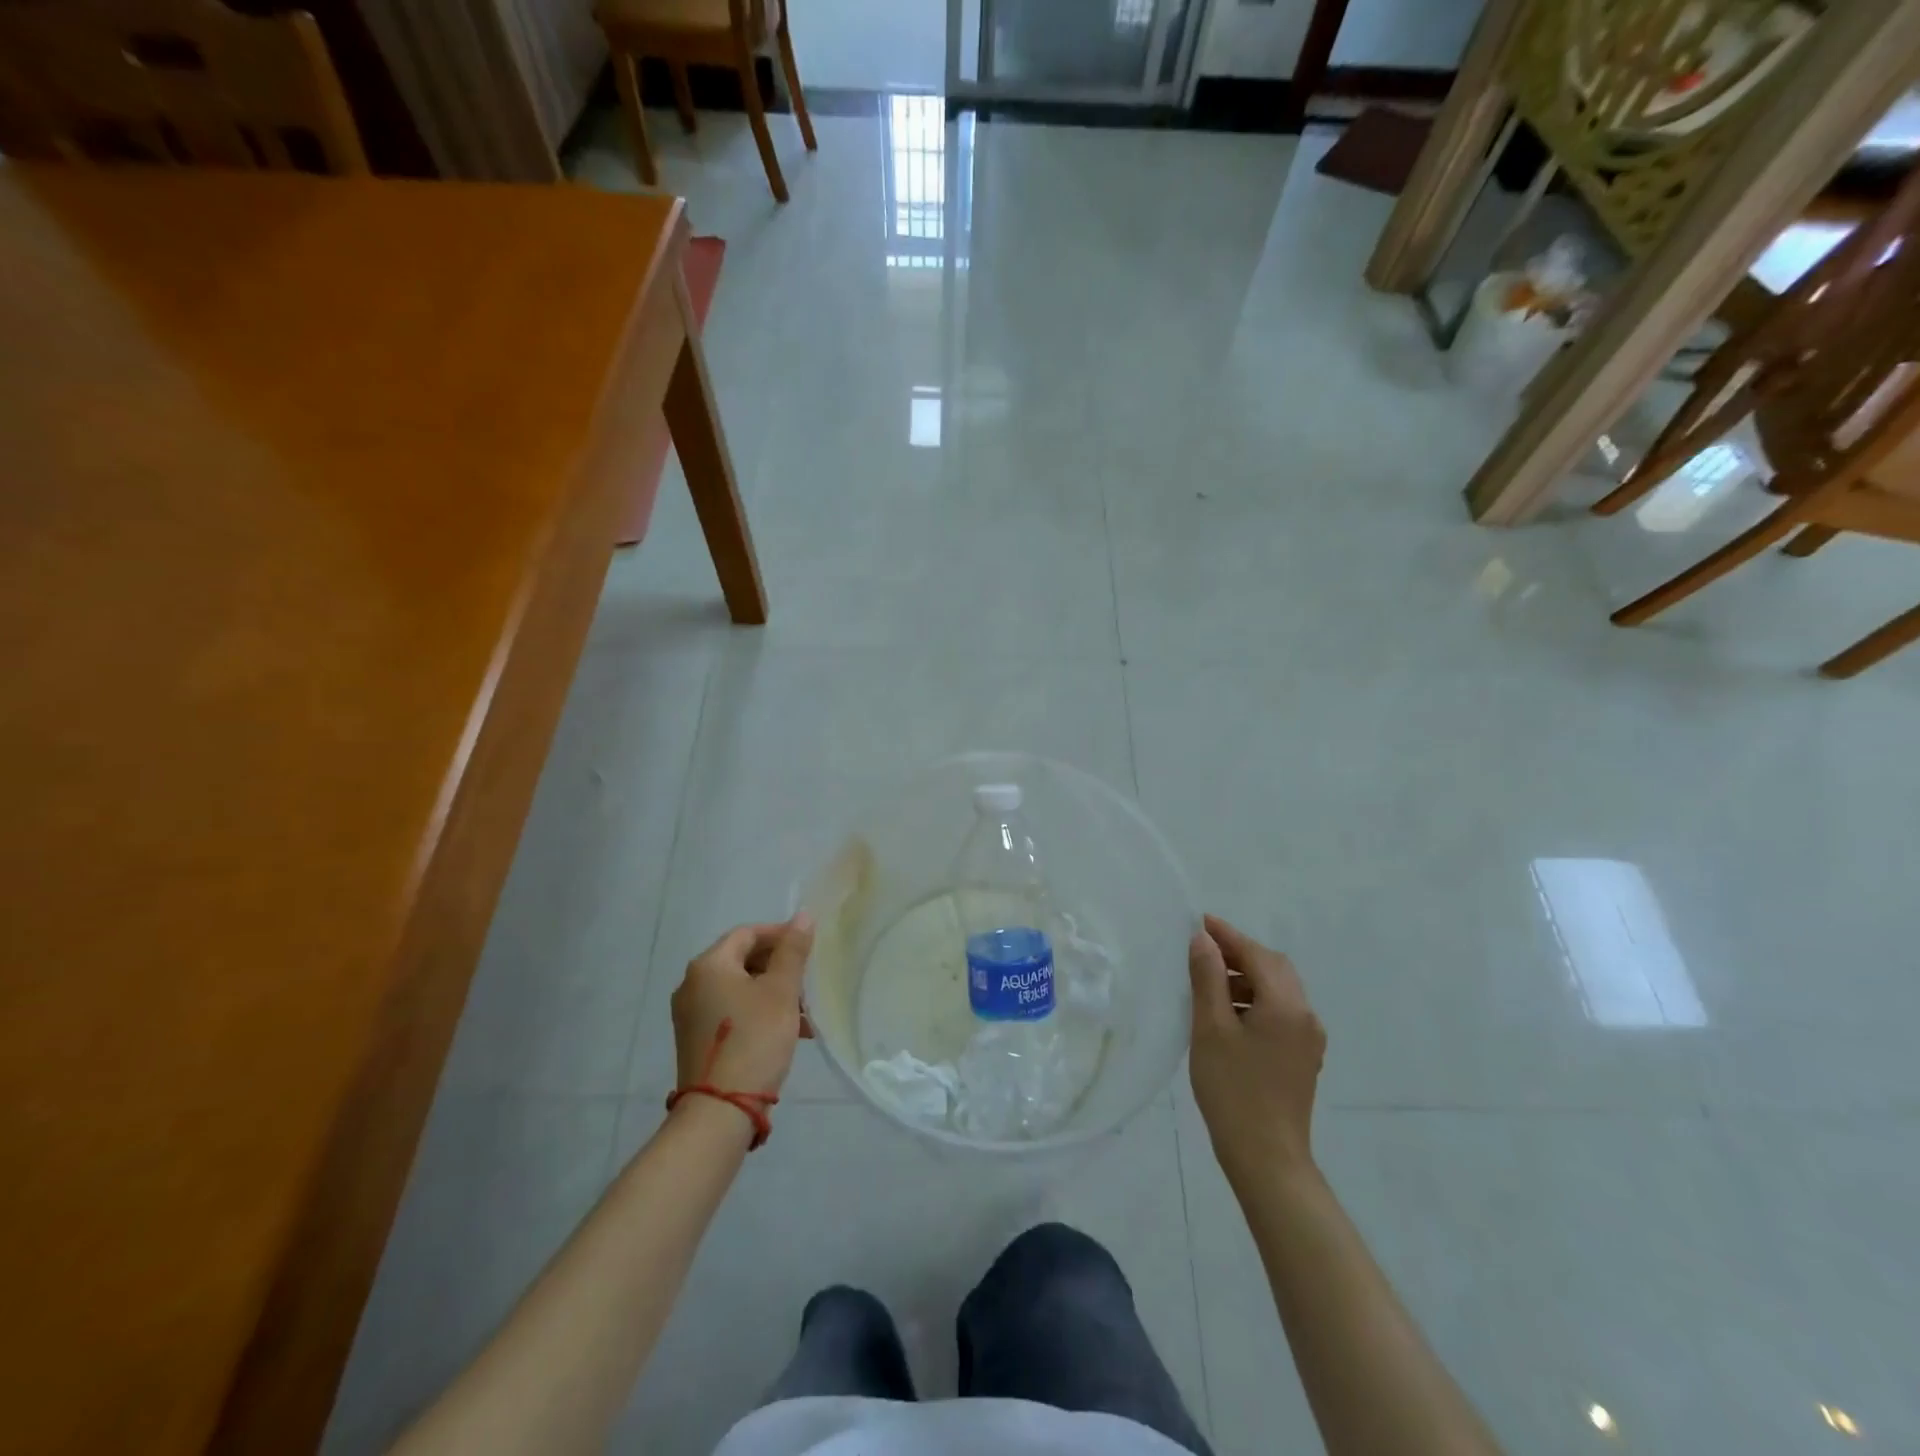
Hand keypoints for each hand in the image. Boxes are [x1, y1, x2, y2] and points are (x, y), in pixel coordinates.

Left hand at [671, 914, 815, 1102]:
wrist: (720, 1110)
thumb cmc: (754, 1039)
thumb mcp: (781, 991)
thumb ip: (793, 950)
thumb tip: (803, 916)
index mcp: (709, 965)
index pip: (747, 933)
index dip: (780, 935)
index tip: (808, 948)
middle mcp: (692, 984)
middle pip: (742, 960)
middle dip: (779, 968)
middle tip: (807, 983)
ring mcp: (690, 1014)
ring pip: (739, 988)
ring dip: (772, 993)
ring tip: (803, 1014)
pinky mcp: (696, 1039)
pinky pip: (731, 1011)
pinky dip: (757, 1012)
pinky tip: (786, 1032)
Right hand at [1188, 913, 1325, 1188]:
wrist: (1266, 1158)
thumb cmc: (1233, 1090)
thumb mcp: (1211, 1028)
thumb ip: (1208, 978)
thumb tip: (1204, 941)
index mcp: (1287, 1005)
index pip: (1257, 955)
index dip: (1227, 936)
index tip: (1199, 921)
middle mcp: (1306, 1016)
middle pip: (1274, 968)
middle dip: (1240, 954)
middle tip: (1203, 950)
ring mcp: (1308, 1039)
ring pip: (1278, 991)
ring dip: (1247, 978)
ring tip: (1209, 983)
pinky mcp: (1302, 1057)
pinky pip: (1280, 1012)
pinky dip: (1255, 1000)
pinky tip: (1227, 1013)